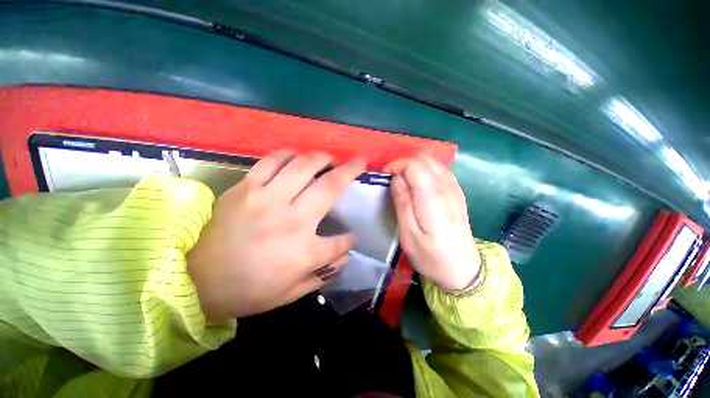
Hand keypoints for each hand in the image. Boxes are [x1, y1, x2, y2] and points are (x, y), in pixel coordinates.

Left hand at [187, 151, 365, 322]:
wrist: (192, 280)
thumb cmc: (245, 291)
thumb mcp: (290, 293)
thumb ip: (324, 273)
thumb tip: (346, 254)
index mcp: (303, 251)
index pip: (339, 242)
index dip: (348, 240)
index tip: (350, 237)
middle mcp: (291, 219)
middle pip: (330, 186)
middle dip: (350, 171)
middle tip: (358, 162)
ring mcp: (267, 198)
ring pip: (303, 166)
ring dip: (322, 158)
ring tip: (329, 158)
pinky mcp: (246, 188)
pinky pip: (272, 162)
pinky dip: (289, 155)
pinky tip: (297, 156)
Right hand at [384, 153, 479, 290]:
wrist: (463, 269)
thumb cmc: (431, 256)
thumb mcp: (408, 234)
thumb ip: (402, 202)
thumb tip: (396, 178)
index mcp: (433, 197)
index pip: (414, 164)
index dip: (396, 165)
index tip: (384, 178)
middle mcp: (447, 186)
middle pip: (423, 158)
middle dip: (403, 164)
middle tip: (391, 180)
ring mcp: (454, 188)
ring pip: (432, 161)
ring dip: (413, 167)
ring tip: (402, 183)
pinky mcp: (457, 192)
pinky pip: (439, 170)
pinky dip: (424, 171)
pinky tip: (417, 187)